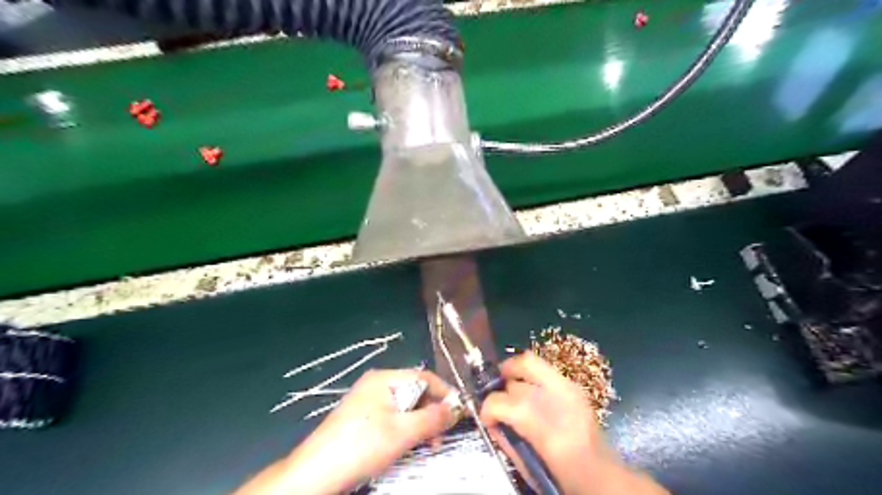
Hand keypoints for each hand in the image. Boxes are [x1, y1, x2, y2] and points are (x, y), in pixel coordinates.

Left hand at [232, 367, 454, 494]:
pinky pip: (392, 418)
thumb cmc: (362, 445)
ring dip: (420, 424)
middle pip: (415, 392)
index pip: (424, 377)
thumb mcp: (403, 432)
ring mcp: (368, 401)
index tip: (459, 412)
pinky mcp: (362, 419)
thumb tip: (456, 409)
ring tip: (427, 446)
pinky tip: (408, 446)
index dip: (445, 393)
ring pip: (405, 408)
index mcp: (384, 378)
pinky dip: (405, 430)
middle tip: (440, 437)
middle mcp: (376, 384)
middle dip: (432, 413)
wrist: (316, 473)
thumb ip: (433, 418)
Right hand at [481, 353, 668, 494]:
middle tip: (499, 402)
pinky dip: (529, 375)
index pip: (504, 403)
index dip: (488, 409)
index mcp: (548, 432)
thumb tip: (492, 421)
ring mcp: (570, 389)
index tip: (486, 419)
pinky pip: (542, 368)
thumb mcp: (530, 468)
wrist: (604, 476)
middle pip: (515, 380)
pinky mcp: (574, 385)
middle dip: (501, 391)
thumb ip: (508, 441)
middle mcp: (560, 402)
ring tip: (510, 389)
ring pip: (529, 361)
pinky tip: (528, 390)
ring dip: (514, 375)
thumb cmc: (566, 479)